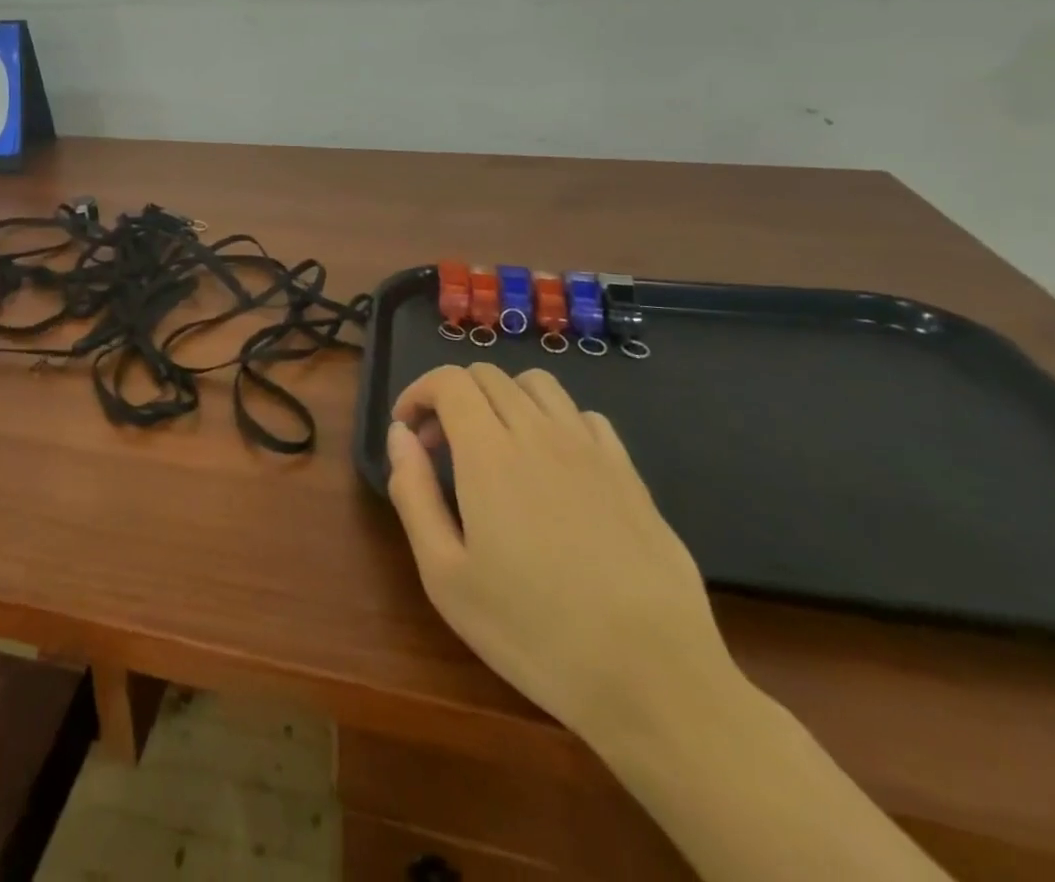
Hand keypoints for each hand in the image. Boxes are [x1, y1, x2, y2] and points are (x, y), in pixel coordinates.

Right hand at [388, 364, 735, 748]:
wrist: (654, 678)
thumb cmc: (533, 631)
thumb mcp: (445, 575)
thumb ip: (412, 492)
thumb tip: (400, 435)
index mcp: (489, 452)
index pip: (449, 381)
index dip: (418, 392)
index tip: (407, 430)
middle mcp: (539, 432)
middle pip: (488, 375)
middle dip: (452, 396)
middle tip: (440, 447)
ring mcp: (590, 449)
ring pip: (537, 385)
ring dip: (502, 398)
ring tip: (494, 445)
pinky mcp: (629, 472)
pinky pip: (584, 416)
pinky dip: (553, 421)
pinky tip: (551, 466)